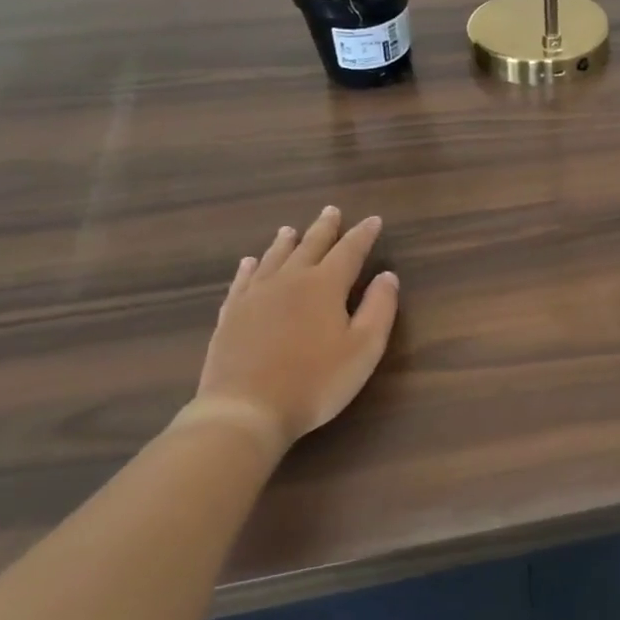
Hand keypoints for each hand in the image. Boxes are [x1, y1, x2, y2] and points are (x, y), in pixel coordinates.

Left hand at [192, 207, 399, 453]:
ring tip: (291, 229)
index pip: (350, 250)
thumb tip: (387, 276)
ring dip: (286, 242)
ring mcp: (255, 296)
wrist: (245, 409)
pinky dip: (250, 267)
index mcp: (325, 285)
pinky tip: (250, 262)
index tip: (374, 220)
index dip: (363, 234)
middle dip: (324, 228)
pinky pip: (243, 281)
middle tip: (331, 210)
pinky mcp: (231, 315)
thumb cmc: (315, 381)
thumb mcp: (364, 348)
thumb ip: (379, 308)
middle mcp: (289, 280)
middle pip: (310, 245)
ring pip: (274, 258)